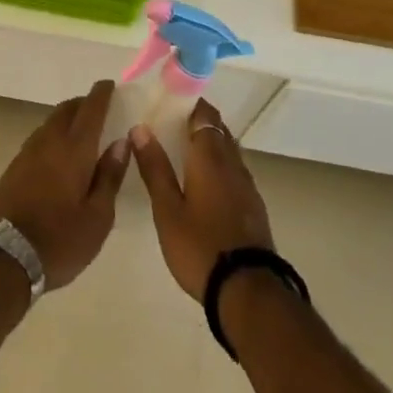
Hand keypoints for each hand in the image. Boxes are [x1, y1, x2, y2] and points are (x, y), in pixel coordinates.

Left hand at [0, 81, 129, 291]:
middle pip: (67, 110)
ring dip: (67, 118)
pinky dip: (54, 135)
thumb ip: (109, 176)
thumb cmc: (59, 240)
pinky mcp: (14, 167)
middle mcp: (49, 142)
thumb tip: (120, 142)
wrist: (2, 256)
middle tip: (99, 108)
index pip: (90, 110)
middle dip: (83, 104)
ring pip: (50, 122)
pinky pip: (40, 138)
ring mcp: (27, 153)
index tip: (110, 84)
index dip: (101, 94)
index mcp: (74, 149)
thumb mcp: (97, 217)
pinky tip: (59, 152)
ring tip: (82, 130)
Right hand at [129, 99, 274, 299]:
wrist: (248, 290)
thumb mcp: (167, 209)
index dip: (189, 103)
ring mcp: (247, 186)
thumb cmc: (199, 246)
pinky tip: (203, 184)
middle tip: (168, 126)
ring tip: (182, 153)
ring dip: (209, 145)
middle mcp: (233, 163)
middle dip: (196, 123)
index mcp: (210, 157)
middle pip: (218, 130)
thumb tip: (140, 128)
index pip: (204, 114)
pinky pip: (234, 172)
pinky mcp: (253, 207)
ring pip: (228, 151)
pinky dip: (218, 167)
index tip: (168, 102)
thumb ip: (154, 168)